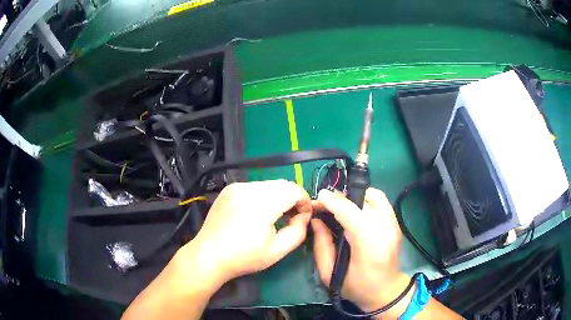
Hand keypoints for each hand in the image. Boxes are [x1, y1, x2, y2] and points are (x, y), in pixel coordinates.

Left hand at [177, 180, 312, 286]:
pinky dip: (263, 196)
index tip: (304, 216)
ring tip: (275, 215)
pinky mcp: (229, 189)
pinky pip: (254, 187)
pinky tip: (257, 212)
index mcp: (262, 204)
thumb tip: (303, 215)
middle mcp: (249, 188)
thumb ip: (298, 231)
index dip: (304, 201)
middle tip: (292, 217)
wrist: (209, 255)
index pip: (294, 189)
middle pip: (282, 184)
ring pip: (269, 184)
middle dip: (292, 198)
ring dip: (278, 196)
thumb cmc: (244, 257)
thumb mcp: (278, 251)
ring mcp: (237, 187)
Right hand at [312, 188, 410, 316]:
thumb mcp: (329, 273)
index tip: (319, 197)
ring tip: (341, 206)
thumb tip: (316, 220)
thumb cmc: (356, 287)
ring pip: (375, 195)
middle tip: (327, 205)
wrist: (386, 291)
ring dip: (355, 196)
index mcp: (369, 246)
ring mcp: (393, 224)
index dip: (333, 202)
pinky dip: (366, 199)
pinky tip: (356, 210)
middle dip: (342, 198)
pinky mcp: (396, 223)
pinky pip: (381, 201)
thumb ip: (321, 245)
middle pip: (363, 200)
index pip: (351, 213)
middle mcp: (385, 230)